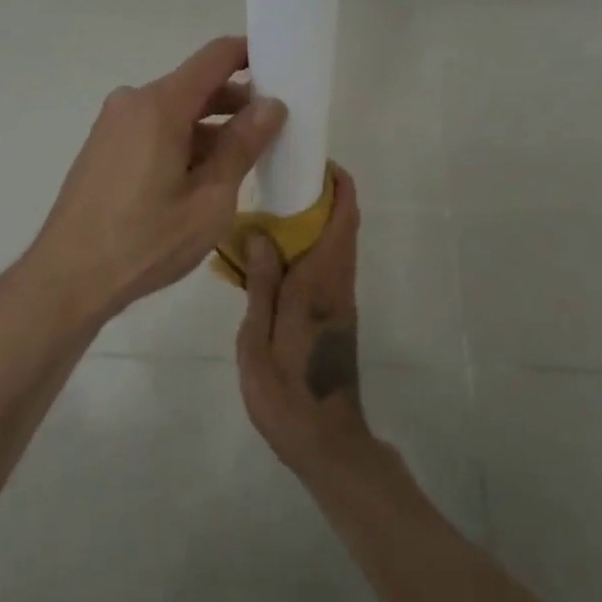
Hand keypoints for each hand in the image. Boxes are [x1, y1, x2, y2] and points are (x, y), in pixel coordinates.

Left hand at [26, 36, 286, 321]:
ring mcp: (114, 123)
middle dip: (236, 101)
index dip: (251, 54)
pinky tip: (200, 177)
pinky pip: (153, 127)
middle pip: (196, 84)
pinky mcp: (104, 145)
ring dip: (210, 126)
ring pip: (175, 110)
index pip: (215, 56)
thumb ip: (242, 146)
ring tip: (241, 160)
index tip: (282, 69)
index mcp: (160, 104)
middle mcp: (133, 101)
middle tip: (273, 129)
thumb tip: (271, 105)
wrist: (66, 278)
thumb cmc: (145, 241)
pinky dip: (183, 139)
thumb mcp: (210, 199)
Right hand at [236, 166, 374, 477]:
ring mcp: (341, 298)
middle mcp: (338, 282)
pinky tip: (278, 251)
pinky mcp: (338, 313)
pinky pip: (330, 263)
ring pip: (338, 243)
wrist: (325, 440)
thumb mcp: (257, 339)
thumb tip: (262, 233)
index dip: (338, 185)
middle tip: (284, 175)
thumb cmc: (286, 392)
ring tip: (275, 205)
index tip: (316, 160)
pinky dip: (313, 243)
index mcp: (319, 282)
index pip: (342, 220)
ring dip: (319, 217)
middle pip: (344, 225)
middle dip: (325, 194)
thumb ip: (261, 284)